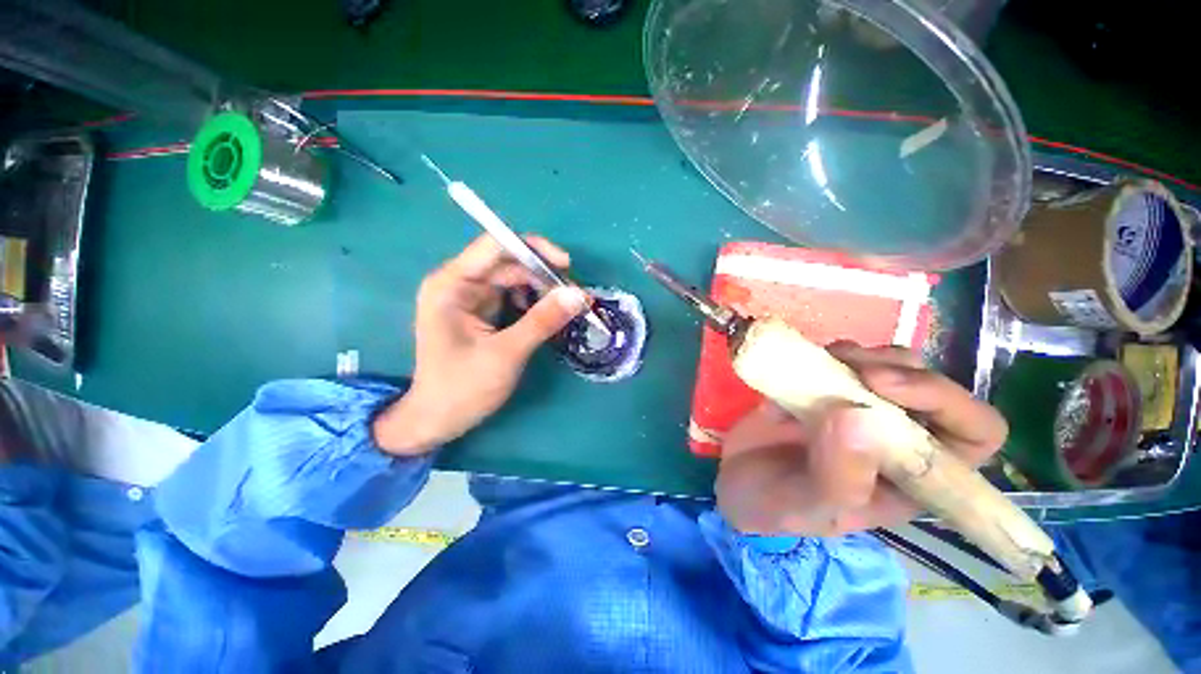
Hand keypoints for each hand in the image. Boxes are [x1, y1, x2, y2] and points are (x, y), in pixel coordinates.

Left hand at [372, 235, 587, 455]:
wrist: (437, 420)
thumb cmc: (463, 388)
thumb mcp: (507, 353)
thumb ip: (542, 321)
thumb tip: (579, 294)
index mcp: (452, 284)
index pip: (495, 246)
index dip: (534, 249)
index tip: (566, 265)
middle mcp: (460, 283)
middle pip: (509, 262)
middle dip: (544, 275)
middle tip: (575, 295)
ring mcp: (471, 297)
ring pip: (515, 279)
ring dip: (542, 289)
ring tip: (567, 307)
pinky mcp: (482, 311)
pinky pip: (513, 295)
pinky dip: (534, 302)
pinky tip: (549, 315)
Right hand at [716, 342, 1007, 535]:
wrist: (734, 482)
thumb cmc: (776, 508)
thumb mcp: (806, 508)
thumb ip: (839, 476)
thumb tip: (860, 416)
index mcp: (913, 476)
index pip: (974, 433)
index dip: (946, 401)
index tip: (880, 385)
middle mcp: (897, 436)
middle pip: (930, 385)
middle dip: (895, 369)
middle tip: (845, 367)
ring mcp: (858, 406)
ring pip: (887, 363)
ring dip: (856, 357)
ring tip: (811, 372)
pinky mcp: (824, 388)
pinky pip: (838, 358)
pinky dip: (814, 358)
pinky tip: (784, 380)